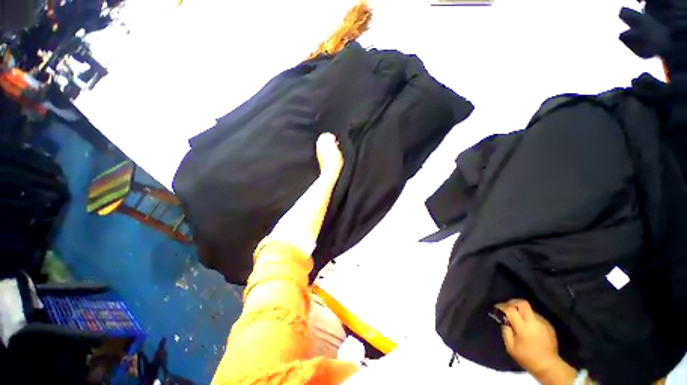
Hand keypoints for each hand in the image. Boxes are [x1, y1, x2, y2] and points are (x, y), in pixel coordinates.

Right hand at [496, 299, 559, 375]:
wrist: (549, 366)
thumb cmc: (527, 358)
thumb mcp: (510, 347)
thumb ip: (506, 331)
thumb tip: (504, 321)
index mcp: (524, 327)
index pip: (511, 309)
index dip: (502, 306)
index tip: (496, 308)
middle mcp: (534, 322)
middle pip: (522, 303)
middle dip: (513, 303)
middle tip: (507, 308)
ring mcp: (543, 322)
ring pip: (529, 310)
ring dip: (521, 312)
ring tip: (518, 320)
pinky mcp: (549, 325)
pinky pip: (536, 316)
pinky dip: (529, 318)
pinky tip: (528, 327)